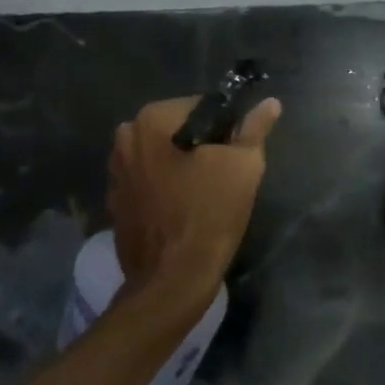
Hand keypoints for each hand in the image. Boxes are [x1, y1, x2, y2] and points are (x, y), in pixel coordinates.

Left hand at [107, 95, 282, 311]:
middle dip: (200, 147)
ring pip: (161, 156)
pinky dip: (163, 189)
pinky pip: (147, 182)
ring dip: (180, 167)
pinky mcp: (114, 202)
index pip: (200, 107)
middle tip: (223, 177)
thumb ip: (254, 129)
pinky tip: (181, 211)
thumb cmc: (209, 215)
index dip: (224, 128)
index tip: (235, 154)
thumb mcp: (243, 167)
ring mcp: (115, 172)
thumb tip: (270, 103)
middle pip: (177, 130)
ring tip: (203, 196)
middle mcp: (125, 138)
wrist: (171, 282)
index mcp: (150, 120)